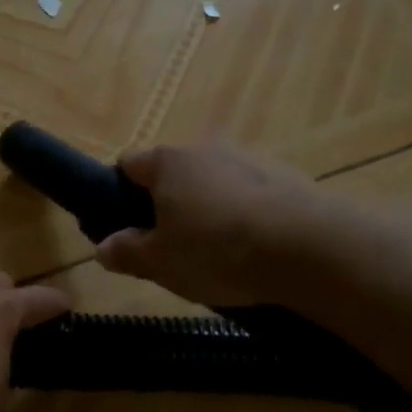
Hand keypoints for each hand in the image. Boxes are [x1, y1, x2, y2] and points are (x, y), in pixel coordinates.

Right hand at [96, 144, 325, 306]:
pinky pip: (250, 195)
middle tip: (172, 248)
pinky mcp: (286, 177)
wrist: (309, 247)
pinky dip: (245, 215)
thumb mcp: (160, 262)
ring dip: (208, 210)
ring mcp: (249, 159)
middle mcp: (205, 149)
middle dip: (167, 205)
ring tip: (219, 255)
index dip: (119, 192)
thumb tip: (103, 247)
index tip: (127, 226)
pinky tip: (255, 250)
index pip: (128, 164)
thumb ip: (126, 252)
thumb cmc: (217, 250)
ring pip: (214, 184)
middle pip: (174, 173)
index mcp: (167, 163)